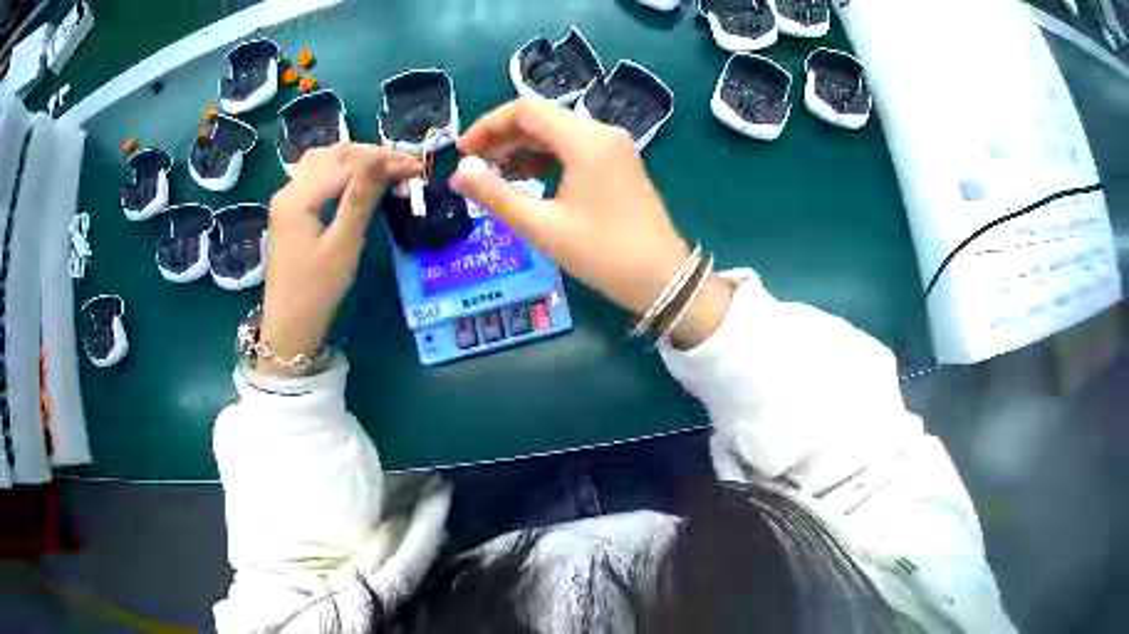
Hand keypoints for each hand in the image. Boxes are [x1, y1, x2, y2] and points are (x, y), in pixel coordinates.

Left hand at [259, 144, 422, 374]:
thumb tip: (382, 159)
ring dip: (353, 158)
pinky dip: (338, 169)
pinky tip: (353, 177)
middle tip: (405, 166)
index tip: (416, 167)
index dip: (383, 160)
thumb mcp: (343, 246)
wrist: (288, 327)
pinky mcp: (288, 210)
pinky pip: (314, 174)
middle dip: (371, 155)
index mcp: (298, 197)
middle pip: (332, 155)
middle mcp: (288, 190)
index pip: (346, 164)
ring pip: (321, 160)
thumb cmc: (317, 291)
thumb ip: (360, 199)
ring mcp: (285, 199)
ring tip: (383, 167)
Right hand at [450, 99, 731, 348]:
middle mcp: (602, 132)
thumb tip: (459, 174)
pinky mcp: (620, 161)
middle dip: (503, 137)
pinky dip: (547, 156)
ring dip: (523, 147)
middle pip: (542, 118)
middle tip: (475, 167)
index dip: (488, 125)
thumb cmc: (603, 254)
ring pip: (557, 131)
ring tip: (498, 175)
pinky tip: (531, 177)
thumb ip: (496, 196)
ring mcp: (614, 146)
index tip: (463, 152)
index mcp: (585, 141)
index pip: (525, 110)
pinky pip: (575, 146)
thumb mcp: (543, 227)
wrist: (662, 278)